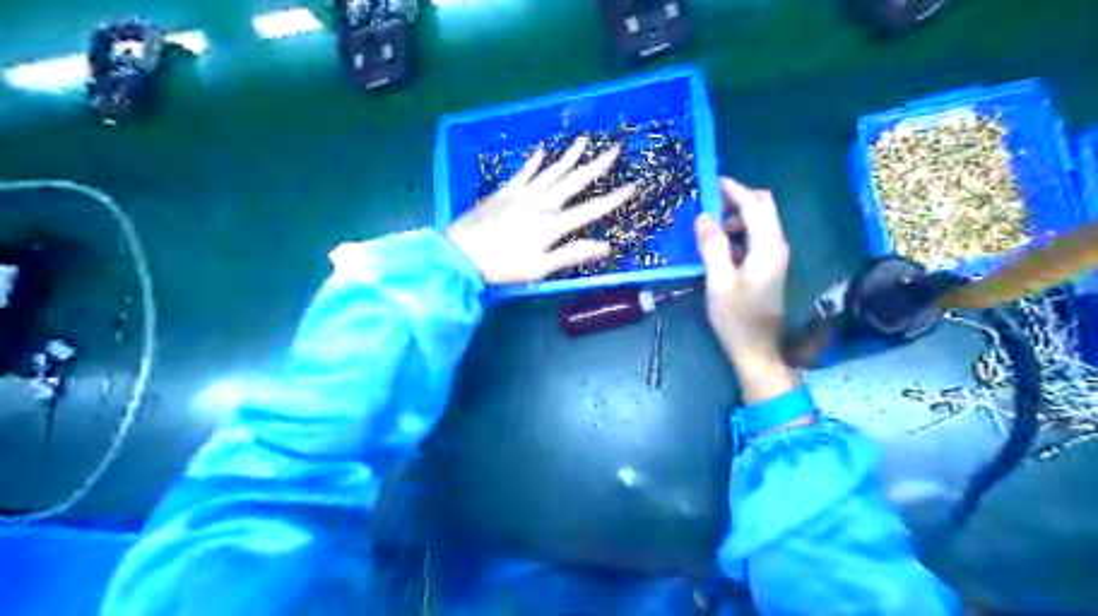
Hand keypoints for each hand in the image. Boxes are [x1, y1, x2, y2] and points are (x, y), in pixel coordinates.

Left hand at [442, 135, 635, 284]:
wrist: (460, 254)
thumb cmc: (502, 266)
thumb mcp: (539, 268)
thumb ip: (571, 255)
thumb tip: (605, 246)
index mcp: (551, 225)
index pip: (589, 210)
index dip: (612, 199)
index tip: (631, 186)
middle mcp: (540, 204)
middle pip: (572, 182)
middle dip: (596, 166)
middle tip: (614, 149)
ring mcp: (521, 195)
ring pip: (550, 172)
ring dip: (568, 156)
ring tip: (584, 141)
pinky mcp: (504, 192)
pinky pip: (523, 173)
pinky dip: (534, 162)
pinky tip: (542, 151)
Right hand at [695, 175, 799, 403]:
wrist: (757, 350)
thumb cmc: (736, 317)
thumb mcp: (719, 281)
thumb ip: (713, 246)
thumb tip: (703, 216)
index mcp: (767, 247)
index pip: (754, 205)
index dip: (734, 190)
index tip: (711, 181)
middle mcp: (776, 246)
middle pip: (763, 208)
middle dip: (737, 200)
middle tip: (708, 205)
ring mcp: (775, 257)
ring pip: (759, 223)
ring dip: (735, 218)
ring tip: (708, 230)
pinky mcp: (769, 268)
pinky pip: (755, 239)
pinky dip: (738, 234)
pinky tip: (718, 249)